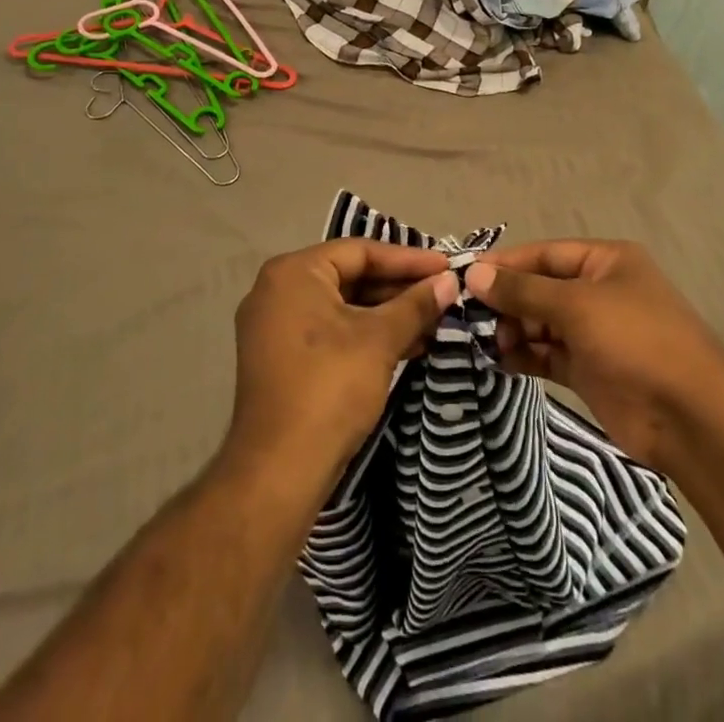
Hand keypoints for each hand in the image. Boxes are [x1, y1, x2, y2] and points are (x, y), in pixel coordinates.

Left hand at [224, 240, 456, 493]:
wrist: (279, 472)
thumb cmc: (329, 388)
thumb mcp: (379, 340)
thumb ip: (415, 305)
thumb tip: (449, 281)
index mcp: (293, 272)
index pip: (360, 251)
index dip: (408, 259)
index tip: (447, 266)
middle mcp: (277, 290)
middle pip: (350, 276)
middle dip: (399, 288)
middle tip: (443, 293)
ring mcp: (274, 326)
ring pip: (342, 306)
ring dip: (387, 314)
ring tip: (434, 321)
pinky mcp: (281, 358)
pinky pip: (330, 331)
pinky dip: (365, 335)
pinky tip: (407, 345)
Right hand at [464, 241, 723, 470]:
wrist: (691, 418)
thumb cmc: (636, 340)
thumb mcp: (577, 305)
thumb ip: (523, 290)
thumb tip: (475, 273)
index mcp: (606, 261)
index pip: (545, 253)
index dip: (506, 263)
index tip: (465, 274)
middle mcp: (599, 292)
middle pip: (541, 288)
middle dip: (507, 300)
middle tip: (468, 314)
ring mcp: (595, 334)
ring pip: (541, 323)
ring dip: (513, 329)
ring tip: (485, 341)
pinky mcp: (589, 371)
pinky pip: (547, 354)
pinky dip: (524, 355)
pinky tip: (499, 360)